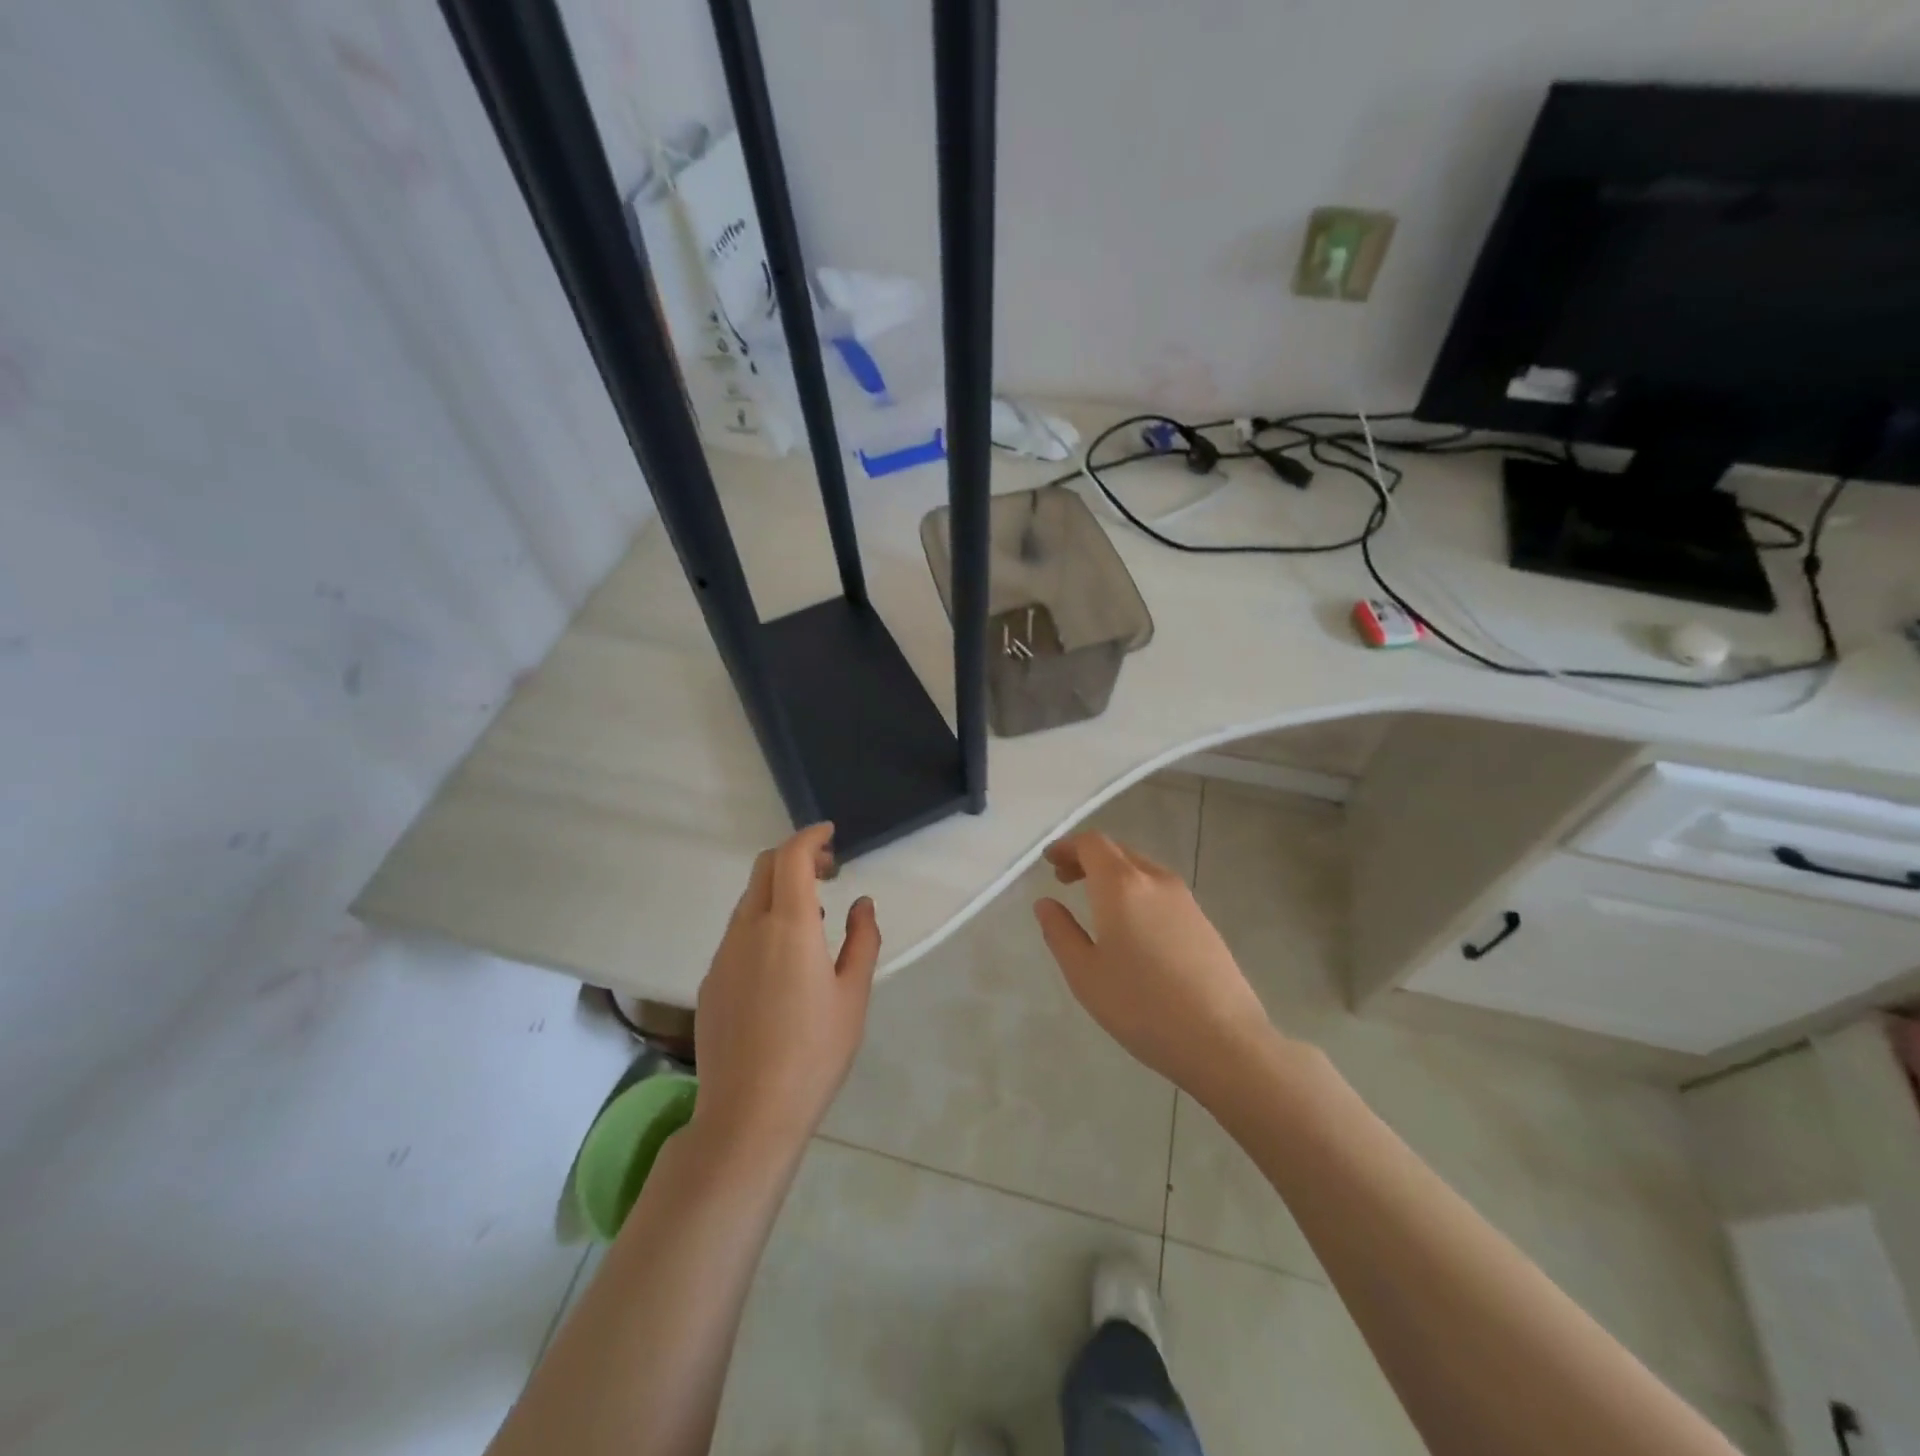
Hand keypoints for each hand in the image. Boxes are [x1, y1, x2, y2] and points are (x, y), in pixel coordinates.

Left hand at [692, 824, 879, 1156]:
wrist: (748, 1114)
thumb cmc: (814, 1052)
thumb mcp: (853, 995)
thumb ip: (862, 940)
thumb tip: (861, 904)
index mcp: (788, 926)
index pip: (791, 857)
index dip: (810, 837)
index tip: (830, 835)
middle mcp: (748, 929)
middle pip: (764, 869)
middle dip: (795, 857)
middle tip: (828, 871)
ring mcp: (722, 955)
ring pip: (748, 901)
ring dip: (778, 890)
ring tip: (813, 916)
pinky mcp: (710, 981)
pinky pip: (737, 933)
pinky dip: (762, 921)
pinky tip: (782, 958)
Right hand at [1034, 831, 1276, 1101]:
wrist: (1223, 1040)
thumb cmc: (1142, 1006)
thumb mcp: (1085, 974)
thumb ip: (1060, 932)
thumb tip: (1045, 903)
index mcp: (1122, 885)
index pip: (1092, 844)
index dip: (1067, 847)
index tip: (1049, 862)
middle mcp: (1155, 880)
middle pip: (1118, 852)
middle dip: (1088, 858)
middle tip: (1065, 880)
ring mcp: (1184, 899)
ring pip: (1141, 869)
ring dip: (1113, 874)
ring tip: (1095, 903)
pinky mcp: (1203, 920)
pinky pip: (1160, 890)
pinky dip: (1136, 891)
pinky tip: (1131, 926)